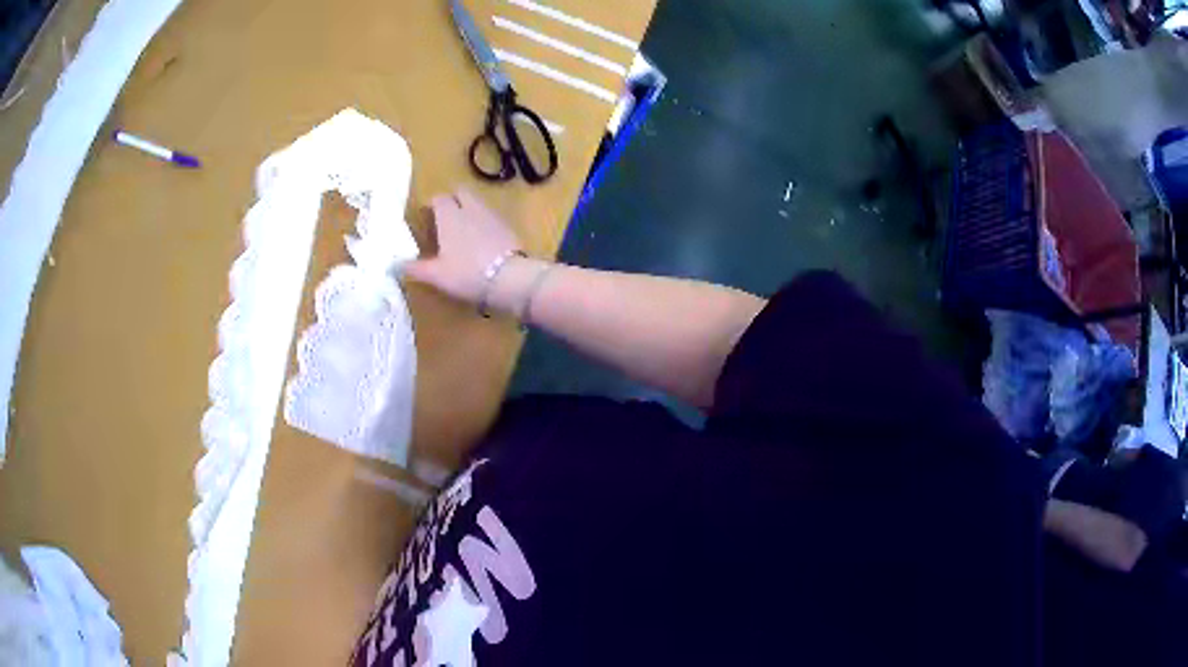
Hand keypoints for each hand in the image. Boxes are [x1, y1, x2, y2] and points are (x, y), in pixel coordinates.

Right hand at [405, 188, 523, 303]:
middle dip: (453, 198)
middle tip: (446, 215)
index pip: (439, 198)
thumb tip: (394, 265)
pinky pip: (491, 216)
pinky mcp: (508, 226)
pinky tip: (482, 239)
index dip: (432, 204)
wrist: (510, 278)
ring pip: (477, 202)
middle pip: (461, 191)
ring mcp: (492, 215)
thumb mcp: (436, 275)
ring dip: (469, 208)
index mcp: (450, 216)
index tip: (428, 214)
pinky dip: (484, 221)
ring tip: (463, 228)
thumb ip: (415, 268)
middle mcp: (470, 209)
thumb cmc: (466, 274)